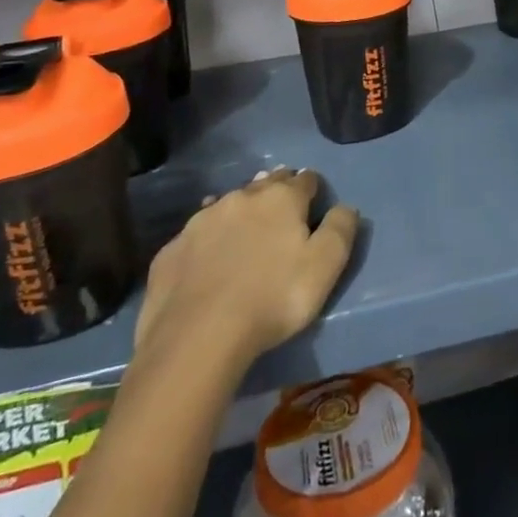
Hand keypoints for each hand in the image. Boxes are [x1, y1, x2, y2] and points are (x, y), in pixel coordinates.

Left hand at [133, 168, 357, 375]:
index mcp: (281, 198)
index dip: (312, 189)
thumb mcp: (325, 266)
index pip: (305, 179)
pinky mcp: (171, 249)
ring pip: (228, 204)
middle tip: (281, 208)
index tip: (314, 203)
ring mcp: (201, 221)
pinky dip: (207, 239)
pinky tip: (207, 257)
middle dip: (276, 190)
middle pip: (265, 184)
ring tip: (245, 228)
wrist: (197, 337)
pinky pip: (196, 235)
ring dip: (240, 211)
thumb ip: (341, 229)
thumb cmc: (273, 298)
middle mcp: (241, 198)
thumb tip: (345, 207)